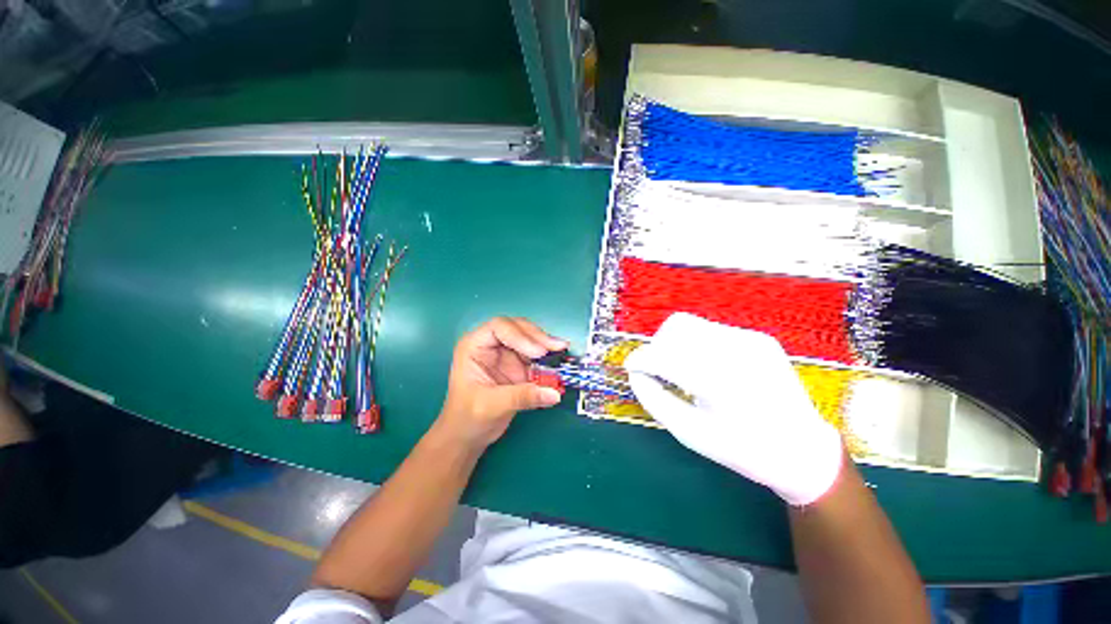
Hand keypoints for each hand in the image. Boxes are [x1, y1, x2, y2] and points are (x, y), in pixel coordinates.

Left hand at [435, 317, 567, 451]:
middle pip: (517, 328)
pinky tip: (559, 360)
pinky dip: (548, 358)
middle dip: (537, 336)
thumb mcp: (492, 406)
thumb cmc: (468, 418)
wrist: (468, 436)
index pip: (499, 327)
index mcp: (474, 346)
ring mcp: (506, 354)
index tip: (538, 352)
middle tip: (557, 347)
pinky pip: (536, 355)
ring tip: (561, 350)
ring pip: (529, 338)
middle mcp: (490, 345)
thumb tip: (554, 393)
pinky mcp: (518, 365)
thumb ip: (522, 397)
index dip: (520, 335)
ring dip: (545, 344)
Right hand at [625, 313, 842, 505]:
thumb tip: (635, 374)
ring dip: (676, 343)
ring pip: (692, 324)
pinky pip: (711, 331)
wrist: (803, 450)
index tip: (630, 367)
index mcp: (719, 381)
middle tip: (658, 370)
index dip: (640, 359)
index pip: (664, 356)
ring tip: (681, 369)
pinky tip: (707, 368)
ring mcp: (750, 340)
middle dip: (658, 346)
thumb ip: (654, 399)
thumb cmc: (742, 449)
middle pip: (676, 327)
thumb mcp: (689, 433)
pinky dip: (697, 345)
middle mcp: (736, 351)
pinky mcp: (758, 337)